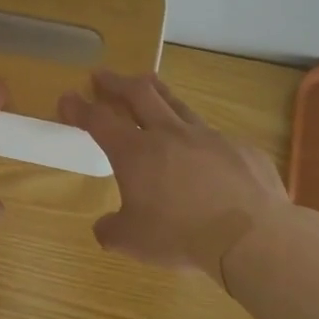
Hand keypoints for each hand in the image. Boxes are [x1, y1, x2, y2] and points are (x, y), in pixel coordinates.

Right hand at [59, 70, 290, 283]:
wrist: (251, 236)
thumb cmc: (181, 236)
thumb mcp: (132, 242)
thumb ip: (111, 230)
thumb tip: (104, 227)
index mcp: (135, 153)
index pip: (99, 120)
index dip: (79, 107)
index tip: (67, 97)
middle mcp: (170, 134)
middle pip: (139, 94)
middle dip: (116, 83)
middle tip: (103, 76)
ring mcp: (209, 137)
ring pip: (178, 104)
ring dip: (157, 93)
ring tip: (148, 85)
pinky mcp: (241, 149)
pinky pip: (215, 138)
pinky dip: (200, 138)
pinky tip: (203, 152)